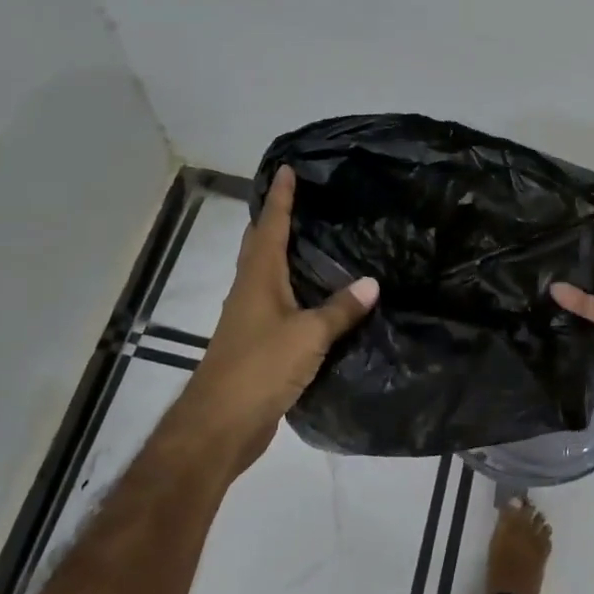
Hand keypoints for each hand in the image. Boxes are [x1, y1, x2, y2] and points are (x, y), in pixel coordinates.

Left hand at [176, 167, 378, 475]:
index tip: (286, 169)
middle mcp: (250, 290)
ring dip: (283, 253)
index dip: (280, 197)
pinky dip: (293, 288)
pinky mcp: (256, 343)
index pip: (271, 226)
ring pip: (267, 273)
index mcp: (259, 278)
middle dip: (276, 219)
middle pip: (261, 245)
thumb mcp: (308, 335)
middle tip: (302, 199)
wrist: (220, 424)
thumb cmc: (260, 367)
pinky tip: (315, 296)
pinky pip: (277, 302)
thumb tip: (373, 282)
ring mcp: (250, 318)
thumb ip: (341, 309)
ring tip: (314, 239)